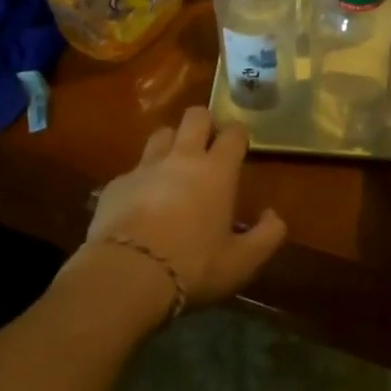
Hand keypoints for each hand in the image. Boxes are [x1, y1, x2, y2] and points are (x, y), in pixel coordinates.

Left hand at [77, 105, 287, 309]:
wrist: (127, 275)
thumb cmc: (193, 266)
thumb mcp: (241, 262)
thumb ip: (266, 236)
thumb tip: (274, 216)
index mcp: (217, 170)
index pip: (233, 132)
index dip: (238, 134)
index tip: (239, 145)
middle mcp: (182, 157)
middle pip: (194, 115)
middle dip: (203, 122)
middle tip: (207, 144)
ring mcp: (146, 167)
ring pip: (161, 134)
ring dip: (170, 143)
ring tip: (172, 166)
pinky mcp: (116, 184)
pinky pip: (132, 170)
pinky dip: (140, 180)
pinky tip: (139, 203)